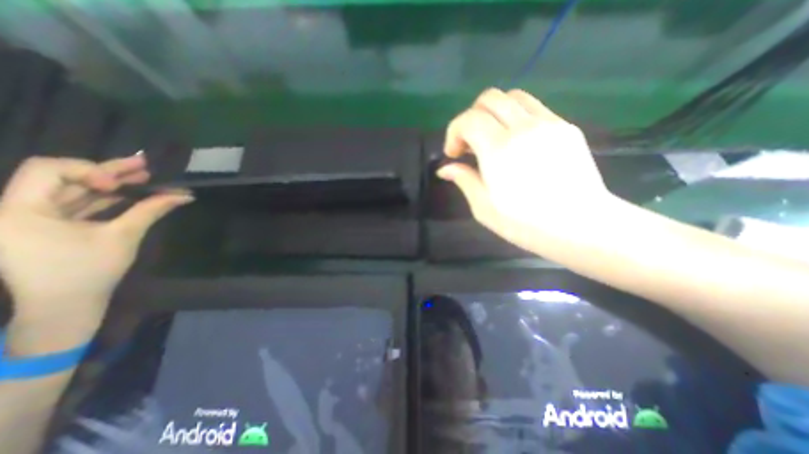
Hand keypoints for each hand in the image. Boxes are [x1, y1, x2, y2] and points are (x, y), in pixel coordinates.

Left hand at [0, 155, 191, 332]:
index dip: (88, 170)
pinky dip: (105, 198)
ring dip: (110, 183)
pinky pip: (77, 204)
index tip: (119, 185)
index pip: (48, 169)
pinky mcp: (48, 226)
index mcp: (19, 210)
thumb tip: (184, 196)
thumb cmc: (89, 271)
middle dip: (108, 171)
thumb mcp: (123, 236)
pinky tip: (130, 192)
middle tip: (144, 165)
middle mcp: (17, 208)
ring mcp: (32, 218)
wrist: (65, 305)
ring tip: (144, 175)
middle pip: (64, 177)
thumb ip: (150, 210)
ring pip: (74, 190)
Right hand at [436, 89, 613, 239]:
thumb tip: (445, 168)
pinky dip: (516, 118)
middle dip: (471, 117)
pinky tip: (517, 143)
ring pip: (514, 97)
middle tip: (470, 143)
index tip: (454, 154)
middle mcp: (523, 128)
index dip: (454, 133)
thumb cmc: (524, 223)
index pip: (468, 119)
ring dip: (494, 113)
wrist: (579, 226)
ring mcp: (548, 124)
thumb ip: (463, 180)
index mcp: (499, 149)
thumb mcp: (483, 207)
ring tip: (492, 139)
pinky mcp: (566, 127)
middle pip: (490, 98)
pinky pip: (534, 109)